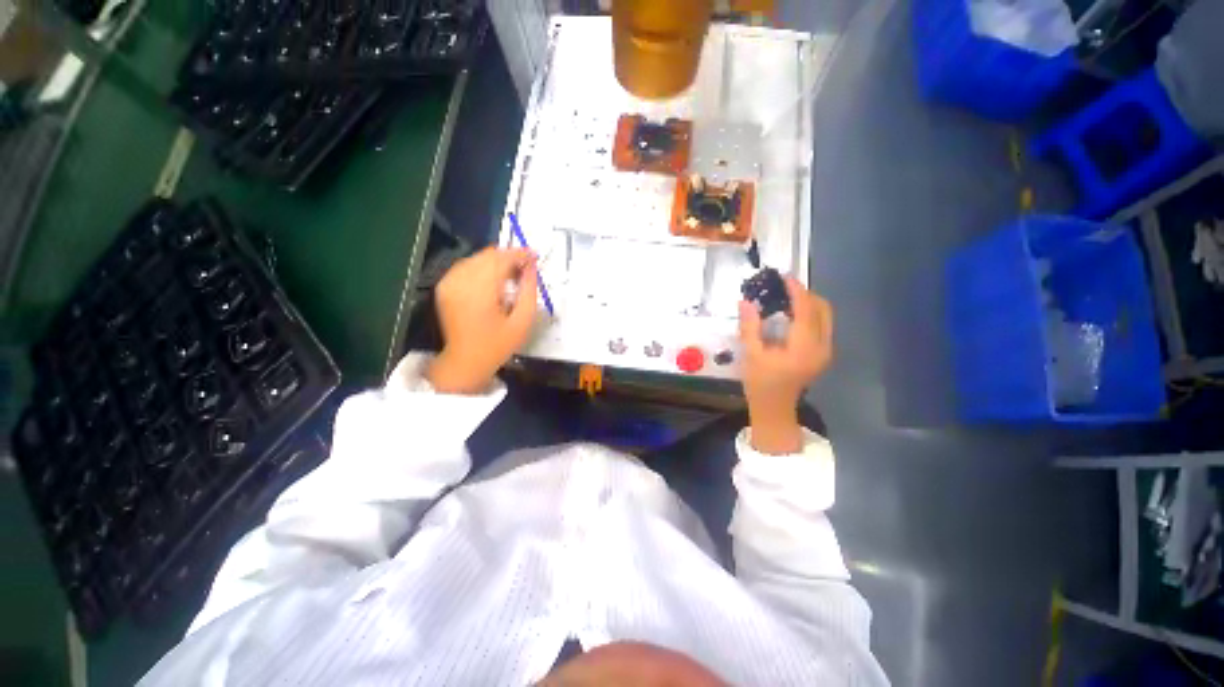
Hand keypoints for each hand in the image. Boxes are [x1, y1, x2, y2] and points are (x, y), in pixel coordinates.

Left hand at [427, 247, 538, 393]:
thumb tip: (532, 267)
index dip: (520, 254)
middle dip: (509, 257)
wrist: (465, 360)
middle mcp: (461, 281)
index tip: (535, 256)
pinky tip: (492, 280)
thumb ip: (529, 291)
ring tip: (511, 275)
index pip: (501, 260)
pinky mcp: (444, 286)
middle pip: (488, 255)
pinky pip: (466, 266)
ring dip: (496, 262)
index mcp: (481, 292)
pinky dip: (482, 267)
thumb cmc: (498, 344)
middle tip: (525, 269)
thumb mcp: (523, 322)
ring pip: (477, 258)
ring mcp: (449, 282)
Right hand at [738, 277, 833, 453]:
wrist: (774, 407)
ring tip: (785, 298)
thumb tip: (745, 301)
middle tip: (782, 288)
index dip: (795, 290)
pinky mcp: (823, 353)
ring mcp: (826, 350)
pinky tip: (790, 314)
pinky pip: (822, 324)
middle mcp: (822, 346)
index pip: (805, 310)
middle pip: (822, 309)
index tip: (783, 276)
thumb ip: (750, 327)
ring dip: (807, 303)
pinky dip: (809, 313)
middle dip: (804, 294)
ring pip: (825, 315)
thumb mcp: (751, 354)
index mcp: (804, 347)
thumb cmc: (760, 382)